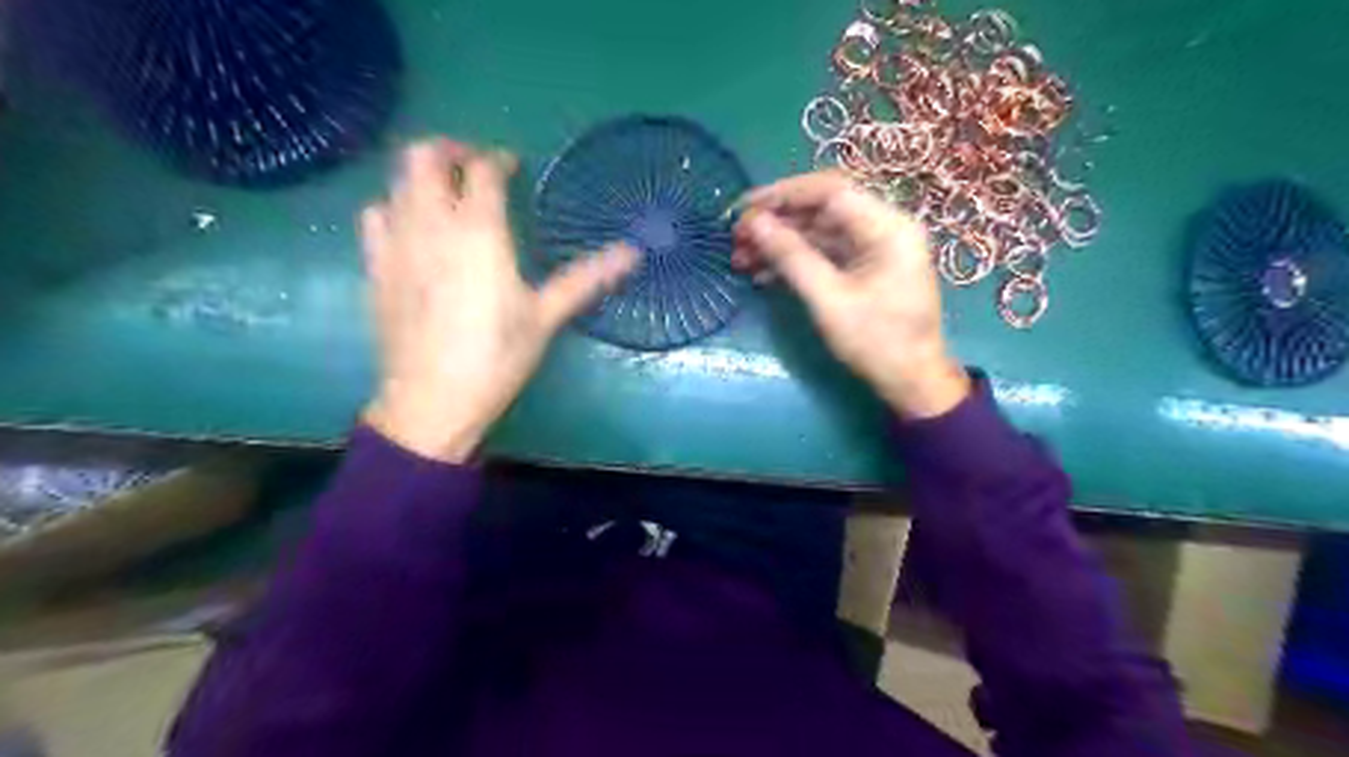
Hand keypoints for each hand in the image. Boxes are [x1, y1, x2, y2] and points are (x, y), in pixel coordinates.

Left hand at [363, 139, 639, 465]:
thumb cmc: (496, 356)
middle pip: (425, 157)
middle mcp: (431, 223)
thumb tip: (633, 253)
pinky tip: (411, 228)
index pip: (482, 170)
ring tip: (446, 194)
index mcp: (478, 231)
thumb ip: (587, 278)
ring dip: (421, 175)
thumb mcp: (546, 316)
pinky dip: (394, 206)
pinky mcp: (375, 265)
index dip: (498, 160)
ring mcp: (396, 242)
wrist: (431, 399)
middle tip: (474, 167)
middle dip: (450, 150)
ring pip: (396, 180)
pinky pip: (376, 214)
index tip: (512, 167)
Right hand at [736, 171, 968, 418]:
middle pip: (822, 210)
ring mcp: (874, 249)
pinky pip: (824, 254)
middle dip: (777, 222)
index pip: (830, 191)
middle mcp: (883, 228)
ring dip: (780, 244)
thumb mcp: (829, 299)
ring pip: (818, 233)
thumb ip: (791, 257)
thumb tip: (754, 223)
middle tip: (736, 238)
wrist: (911, 381)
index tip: (745, 207)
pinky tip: (762, 275)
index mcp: (888, 227)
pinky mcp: (864, 269)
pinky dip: (794, 261)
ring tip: (740, 260)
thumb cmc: (876, 341)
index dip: (784, 194)